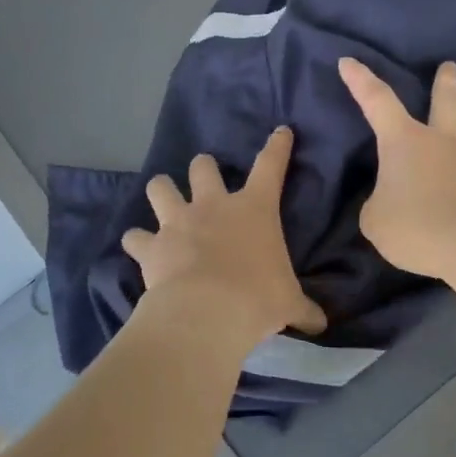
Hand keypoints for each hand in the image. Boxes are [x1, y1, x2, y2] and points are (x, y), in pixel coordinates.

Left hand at [121, 126, 326, 346]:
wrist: (207, 311)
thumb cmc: (257, 299)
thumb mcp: (289, 304)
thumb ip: (303, 310)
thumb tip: (321, 325)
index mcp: (253, 209)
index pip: (271, 166)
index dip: (277, 146)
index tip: (281, 131)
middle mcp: (212, 206)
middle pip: (203, 166)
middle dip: (203, 168)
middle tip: (205, 181)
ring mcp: (177, 222)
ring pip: (160, 187)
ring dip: (162, 191)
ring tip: (164, 200)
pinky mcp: (151, 245)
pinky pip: (135, 237)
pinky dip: (137, 241)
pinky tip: (140, 248)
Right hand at [339, 58, 455, 278]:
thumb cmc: (414, 225)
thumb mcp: (374, 219)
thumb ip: (378, 202)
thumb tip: (391, 200)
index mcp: (404, 141)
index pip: (377, 101)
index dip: (360, 80)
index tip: (348, 61)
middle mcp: (440, 142)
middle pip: (446, 102)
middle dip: (445, 82)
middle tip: (450, 66)